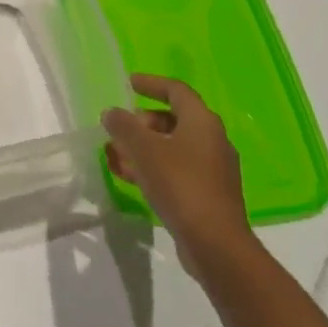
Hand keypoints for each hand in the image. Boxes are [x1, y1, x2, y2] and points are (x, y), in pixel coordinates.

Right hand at [103, 74, 253, 269]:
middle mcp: (212, 140)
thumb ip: (124, 126)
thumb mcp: (144, 150)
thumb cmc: (180, 184)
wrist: (215, 243)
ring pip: (172, 147)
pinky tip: (129, 177)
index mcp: (202, 121)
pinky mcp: (207, 193)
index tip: (129, 83)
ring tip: (114, 154)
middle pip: (173, 119)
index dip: (151, 83)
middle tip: (118, 128)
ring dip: (142, 147)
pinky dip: (152, 167)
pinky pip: (175, 170)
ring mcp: (212, 169)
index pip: (176, 90)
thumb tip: (112, 112)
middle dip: (141, 122)